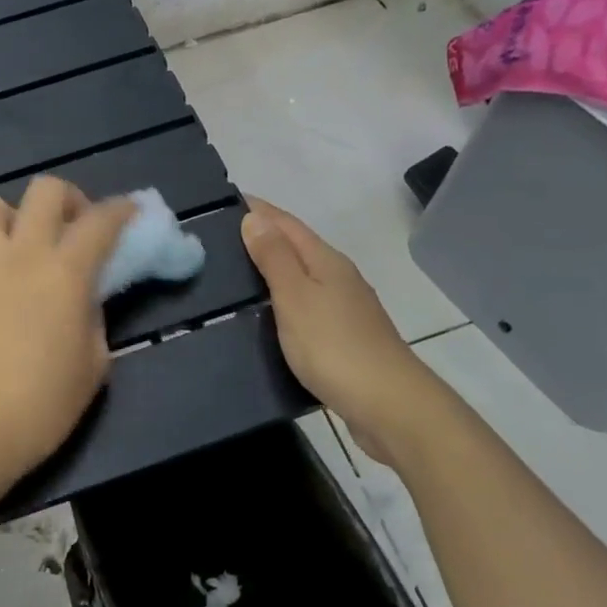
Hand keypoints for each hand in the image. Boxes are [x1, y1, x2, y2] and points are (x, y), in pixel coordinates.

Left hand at [0, 177, 134, 495]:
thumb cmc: (43, 404)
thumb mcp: (94, 363)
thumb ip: (94, 315)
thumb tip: (83, 295)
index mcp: (65, 273)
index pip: (100, 221)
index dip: (122, 210)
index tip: (132, 213)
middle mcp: (21, 253)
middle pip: (46, 190)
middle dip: (70, 200)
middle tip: (76, 228)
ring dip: (15, 215)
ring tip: (25, 246)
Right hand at [240, 196, 457, 461]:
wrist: (389, 406)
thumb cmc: (334, 346)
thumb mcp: (295, 296)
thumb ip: (274, 258)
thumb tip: (255, 217)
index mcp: (326, 260)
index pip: (286, 222)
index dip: (257, 210)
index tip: (223, 201)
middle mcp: (339, 277)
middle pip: (296, 246)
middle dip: (261, 236)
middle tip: (217, 238)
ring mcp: (345, 308)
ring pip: (302, 276)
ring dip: (272, 268)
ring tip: (233, 273)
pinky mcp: (344, 337)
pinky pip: (306, 304)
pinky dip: (283, 299)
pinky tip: (267, 313)